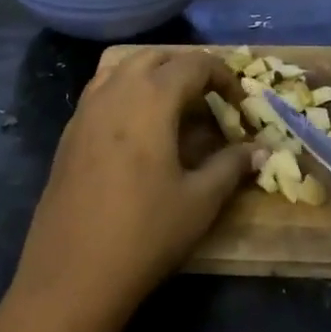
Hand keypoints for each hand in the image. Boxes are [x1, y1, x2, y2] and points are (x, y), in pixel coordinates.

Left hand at [10, 48, 257, 331]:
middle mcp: (117, 89)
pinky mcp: (70, 130)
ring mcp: (87, 107)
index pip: (194, 64)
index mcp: (152, 97)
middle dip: (187, 69)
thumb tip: (260, 150)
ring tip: (173, 107)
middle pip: (157, 56)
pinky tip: (137, 128)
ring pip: (124, 66)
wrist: (70, 275)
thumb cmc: (143, 234)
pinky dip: (126, 90)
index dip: (223, 76)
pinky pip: (103, 89)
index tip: (239, 103)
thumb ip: (231, 166)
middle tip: (209, 101)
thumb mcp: (199, 202)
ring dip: (153, 74)